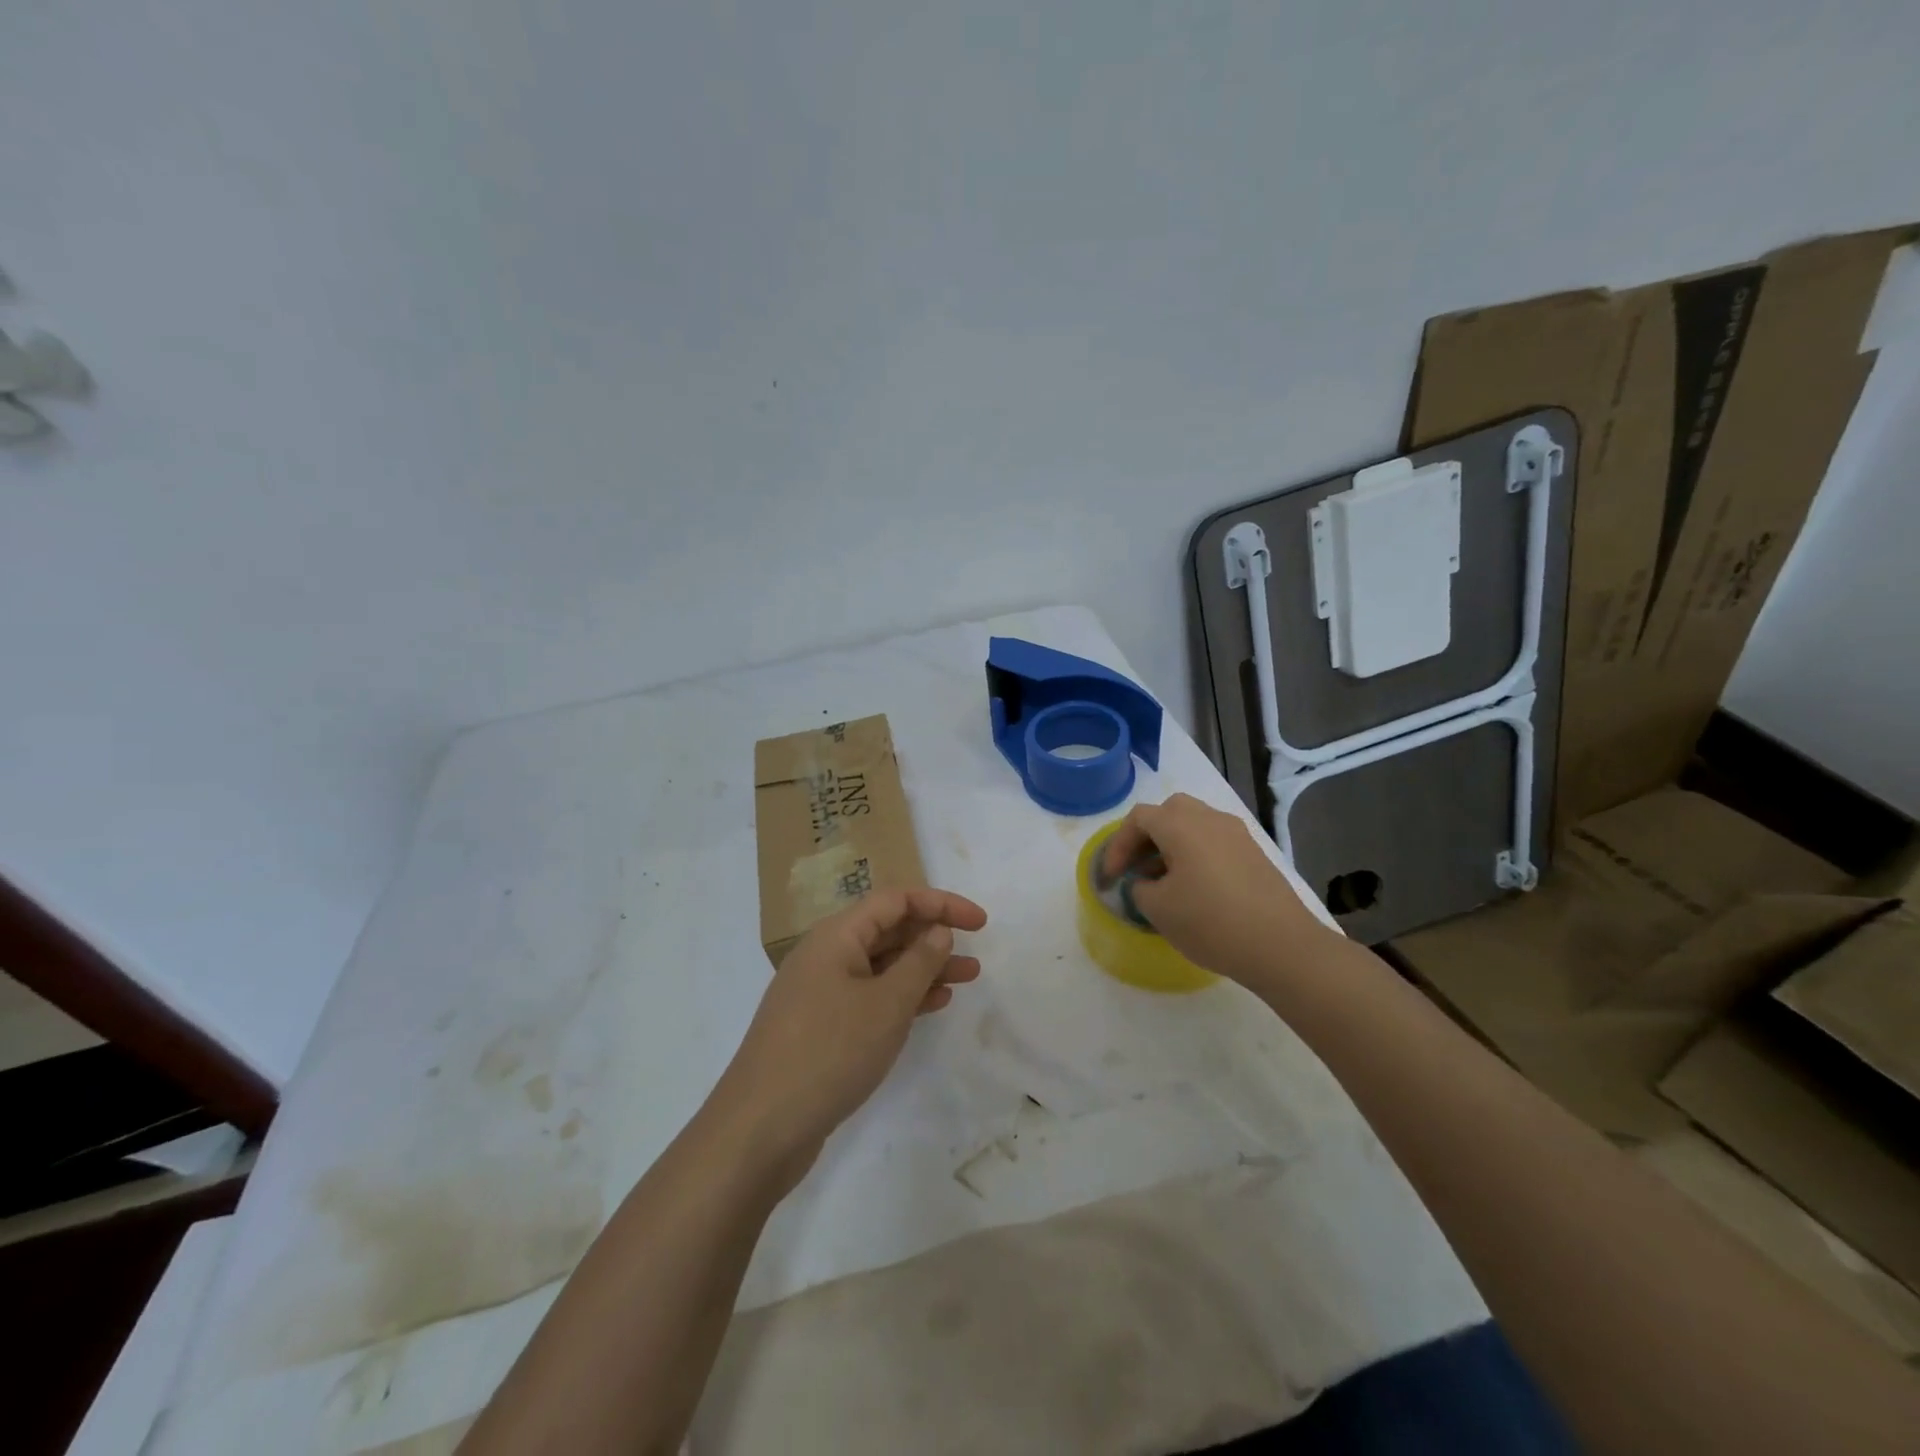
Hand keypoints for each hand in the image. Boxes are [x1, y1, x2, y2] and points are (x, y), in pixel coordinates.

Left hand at [715, 887, 987, 1183]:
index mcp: (836, 935)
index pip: (896, 900)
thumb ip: (919, 962)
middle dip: (934, 937)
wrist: (760, 1128)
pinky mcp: (821, 1026)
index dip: (940, 904)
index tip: (980, 922)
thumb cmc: (829, 1052)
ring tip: (967, 979)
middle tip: (976, 953)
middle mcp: (826, 955)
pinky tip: (932, 1005)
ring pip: (881, 966)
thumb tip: (938, 931)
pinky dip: (902, 996)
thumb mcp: (886, 1004)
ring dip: (923, 969)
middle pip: (887, 930)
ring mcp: (821, 992)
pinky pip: (870, 996)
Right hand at [1101, 793, 1331, 986]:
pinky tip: (1194, 888)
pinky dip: (1195, 854)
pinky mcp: (1255, 853)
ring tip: (1162, 880)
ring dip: (1171, 845)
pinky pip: (1214, 841)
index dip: (1118, 845)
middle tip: (1136, 867)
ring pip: (1194, 825)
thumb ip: (1140, 888)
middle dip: (1147, 836)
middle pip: (1169, 812)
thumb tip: (1146, 881)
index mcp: (1181, 825)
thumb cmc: (1211, 922)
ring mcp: (1237, 834)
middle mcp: (1209, 818)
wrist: (1282, 946)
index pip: (1138, 819)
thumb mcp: (1158, 909)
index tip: (1111, 877)